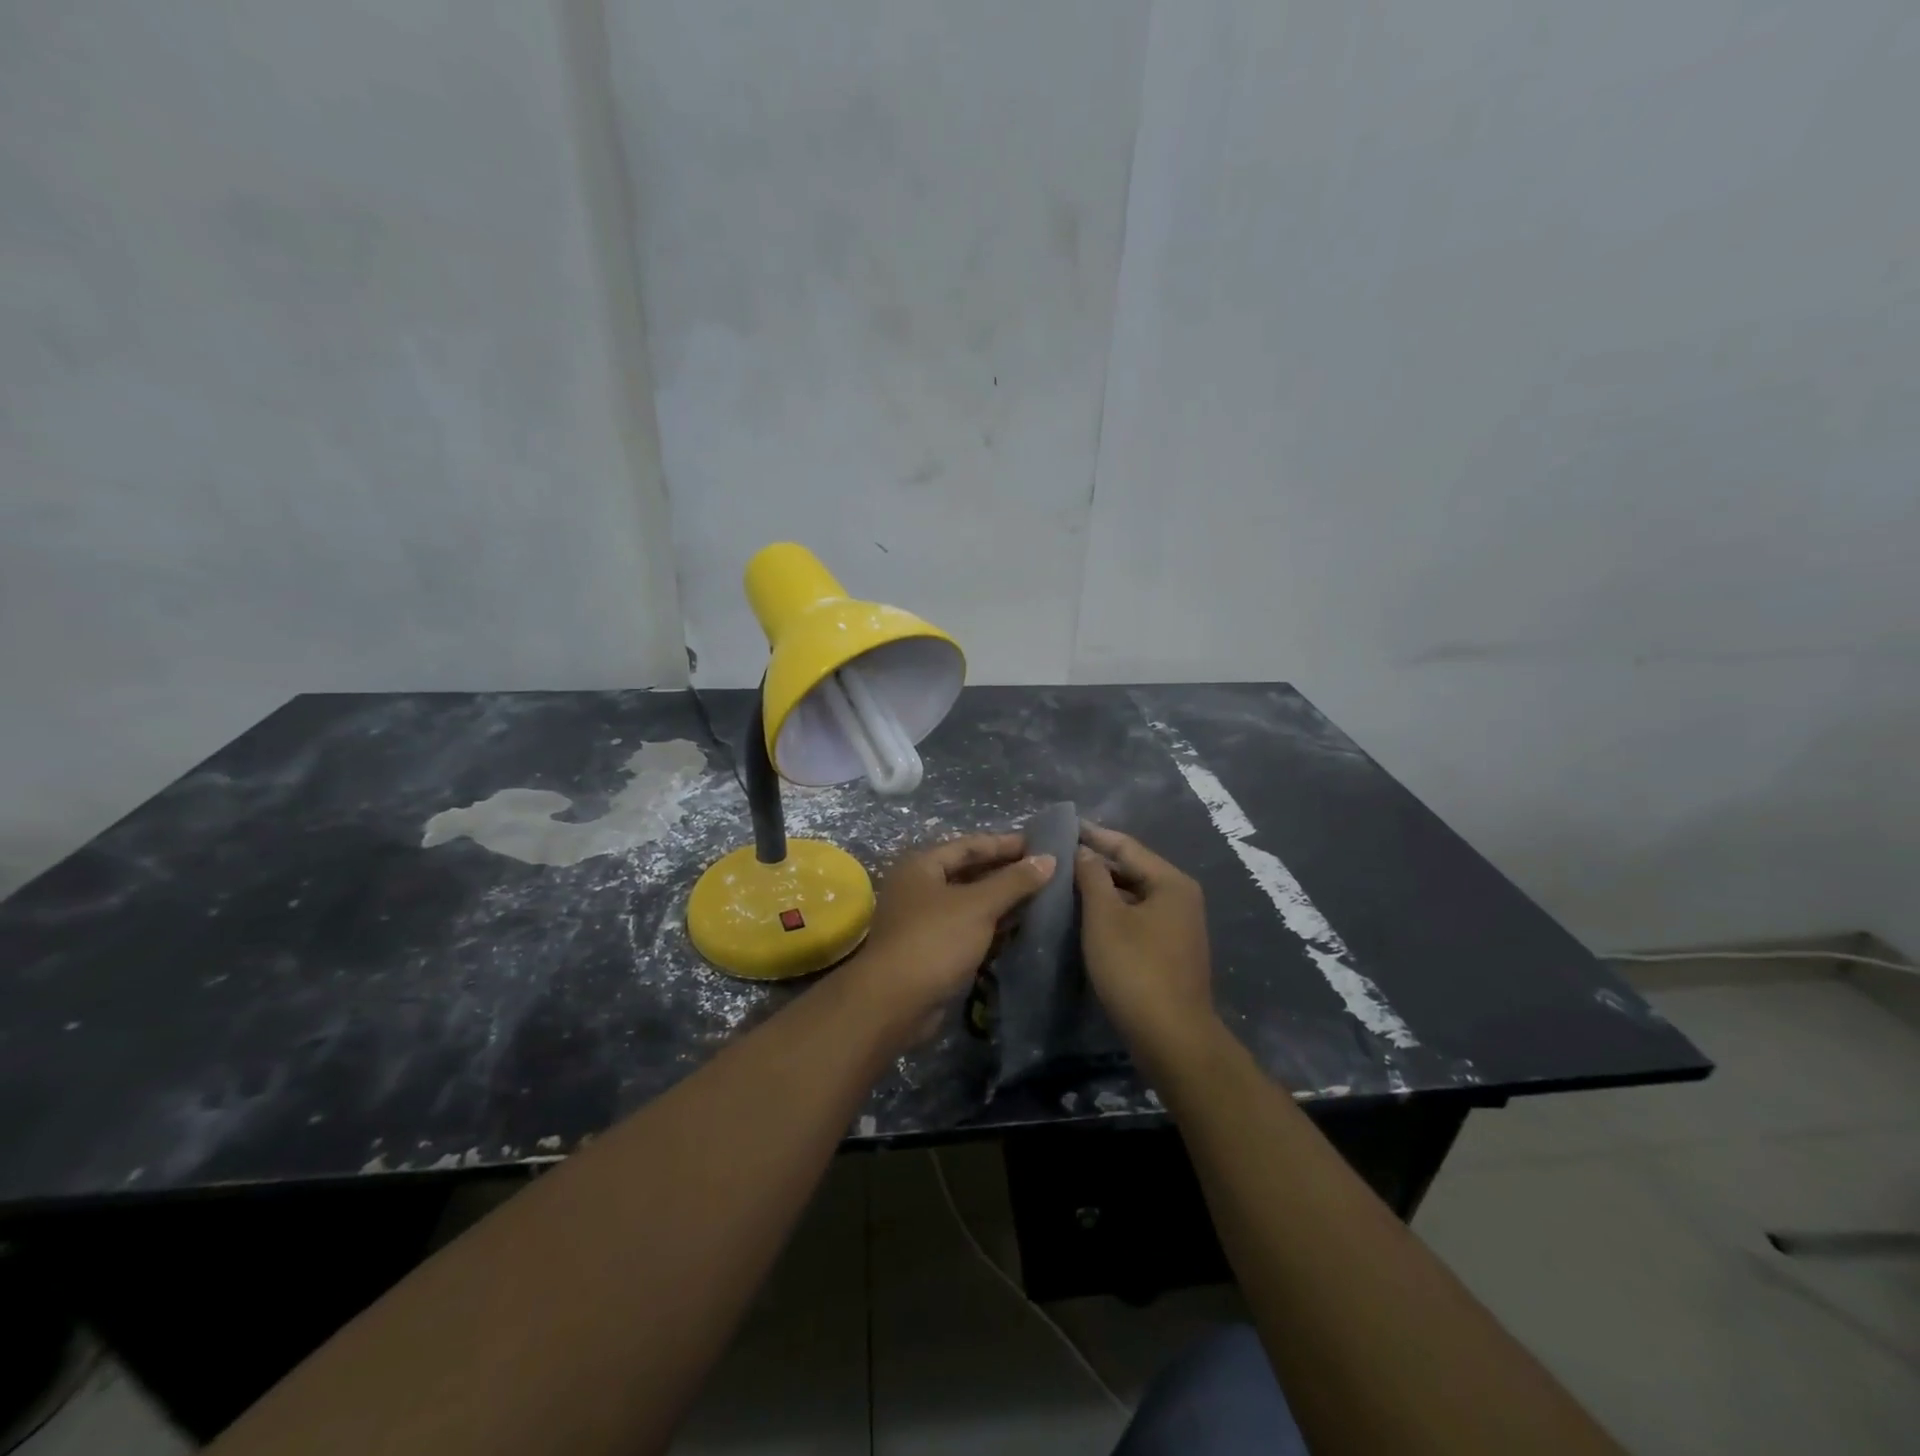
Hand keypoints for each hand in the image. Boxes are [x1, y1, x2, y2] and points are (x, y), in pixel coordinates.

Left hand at [845, 834, 1055, 1046]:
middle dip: (1005, 872)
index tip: (1039, 845)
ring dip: (1002, 901)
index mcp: (922, 866)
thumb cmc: (935, 940)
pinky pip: (969, 929)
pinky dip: (993, 927)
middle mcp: (920, 888)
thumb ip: (1014, 881)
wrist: (896, 1002)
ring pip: (970, 903)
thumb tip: (1048, 859)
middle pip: (969, 873)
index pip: (969, 845)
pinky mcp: (933, 950)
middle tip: (1044, 872)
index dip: (1004, 844)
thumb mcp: (978, 905)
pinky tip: (1021, 928)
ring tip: (1041, 898)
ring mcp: (925, 921)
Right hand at [1075, 824, 1214, 1054]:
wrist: (1172, 1038)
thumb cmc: (1136, 969)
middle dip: (1096, 863)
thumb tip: (1084, 851)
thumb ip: (1092, 877)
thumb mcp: (1105, 918)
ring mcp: (1178, 927)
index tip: (1062, 826)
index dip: (1093, 835)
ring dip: (1101, 890)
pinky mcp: (1169, 952)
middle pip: (1132, 870)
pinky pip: (1136, 919)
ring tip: (1064, 883)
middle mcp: (1180, 898)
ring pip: (1133, 896)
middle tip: (1057, 856)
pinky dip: (1112, 913)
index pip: (1127, 846)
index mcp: (1171, 882)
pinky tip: (1084, 917)